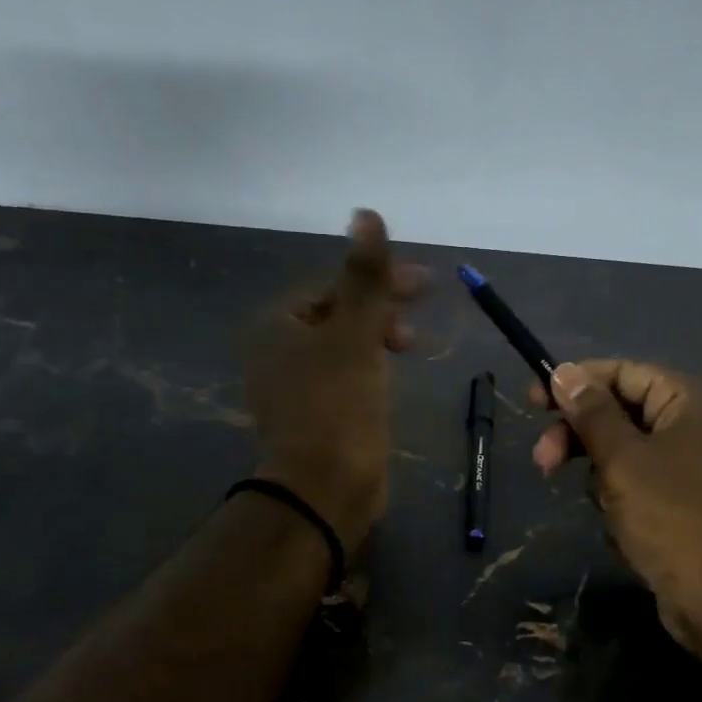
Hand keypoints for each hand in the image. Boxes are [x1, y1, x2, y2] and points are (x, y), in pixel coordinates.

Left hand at [247, 210, 427, 549]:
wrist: (324, 488)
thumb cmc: (338, 406)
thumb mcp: (356, 335)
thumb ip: (365, 277)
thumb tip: (366, 214)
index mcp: (276, 326)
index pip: (332, 286)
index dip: (379, 280)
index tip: (425, 286)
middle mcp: (276, 352)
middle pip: (337, 314)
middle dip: (380, 309)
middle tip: (420, 315)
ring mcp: (293, 387)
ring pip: (342, 346)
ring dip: (377, 337)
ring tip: (409, 346)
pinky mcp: (313, 415)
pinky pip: (343, 375)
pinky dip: (369, 367)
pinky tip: (390, 376)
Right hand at [531, 361, 701, 676]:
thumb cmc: (672, 519)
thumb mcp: (623, 460)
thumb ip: (591, 413)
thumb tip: (564, 371)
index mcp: (689, 402)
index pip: (623, 373)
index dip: (577, 382)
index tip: (534, 400)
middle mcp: (694, 427)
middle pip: (621, 413)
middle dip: (580, 437)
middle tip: (542, 462)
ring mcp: (691, 468)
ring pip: (625, 455)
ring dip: (601, 477)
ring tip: (603, 508)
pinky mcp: (683, 505)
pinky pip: (638, 488)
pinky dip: (621, 503)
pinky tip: (621, 530)